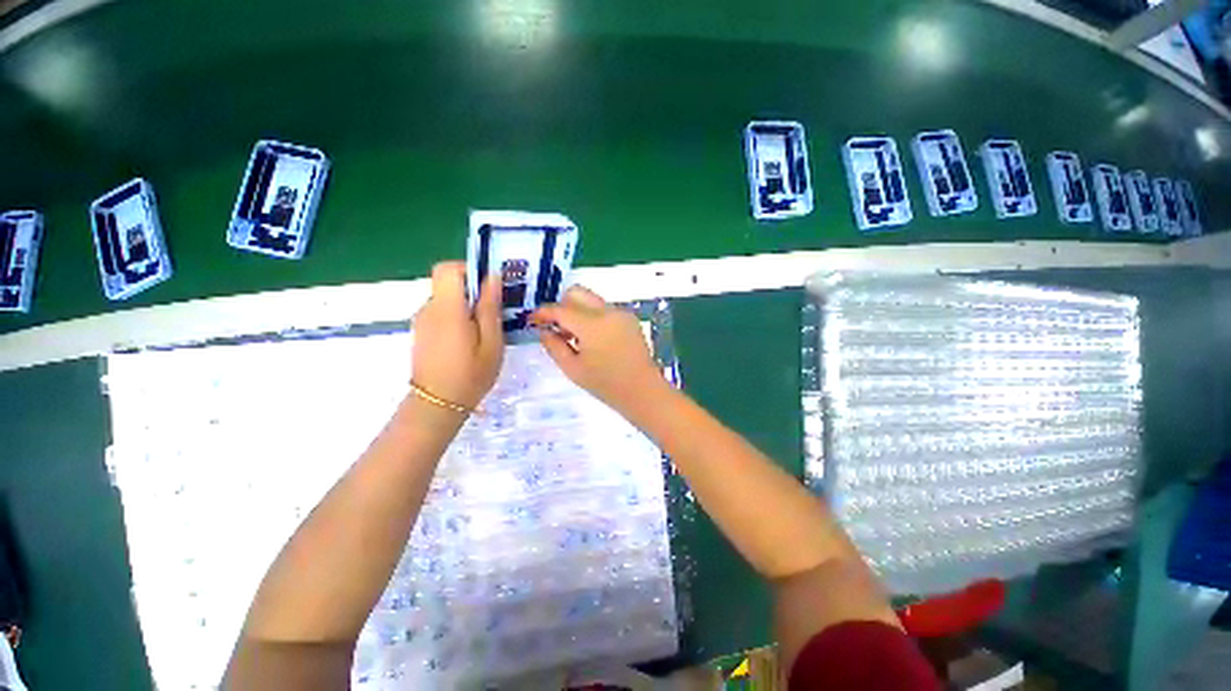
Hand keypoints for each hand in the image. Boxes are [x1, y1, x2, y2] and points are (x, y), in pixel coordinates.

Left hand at [411, 262, 503, 409]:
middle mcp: (429, 308)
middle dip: (472, 289)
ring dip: (466, 304)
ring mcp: (422, 320)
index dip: (469, 270)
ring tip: (485, 328)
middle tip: (495, 310)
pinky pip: (441, 311)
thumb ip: (490, 307)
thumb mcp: (492, 342)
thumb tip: (492, 276)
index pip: (448, 269)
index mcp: (447, 309)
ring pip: (446, 297)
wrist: (438, 405)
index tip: (489, 286)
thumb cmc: (471, 374)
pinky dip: (457, 315)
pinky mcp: (422, 331)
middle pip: (447, 282)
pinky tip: (470, 338)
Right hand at [530, 286, 666, 413]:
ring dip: (577, 311)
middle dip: (561, 305)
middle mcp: (607, 312)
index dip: (542, 313)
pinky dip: (593, 317)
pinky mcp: (629, 318)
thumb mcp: (573, 369)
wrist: (643, 390)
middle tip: (556, 327)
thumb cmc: (605, 385)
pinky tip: (593, 339)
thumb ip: (554, 346)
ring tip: (575, 337)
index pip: (560, 309)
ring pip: (591, 300)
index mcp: (592, 325)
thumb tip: (543, 330)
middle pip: (577, 292)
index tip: (532, 320)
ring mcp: (621, 313)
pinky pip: (604, 309)